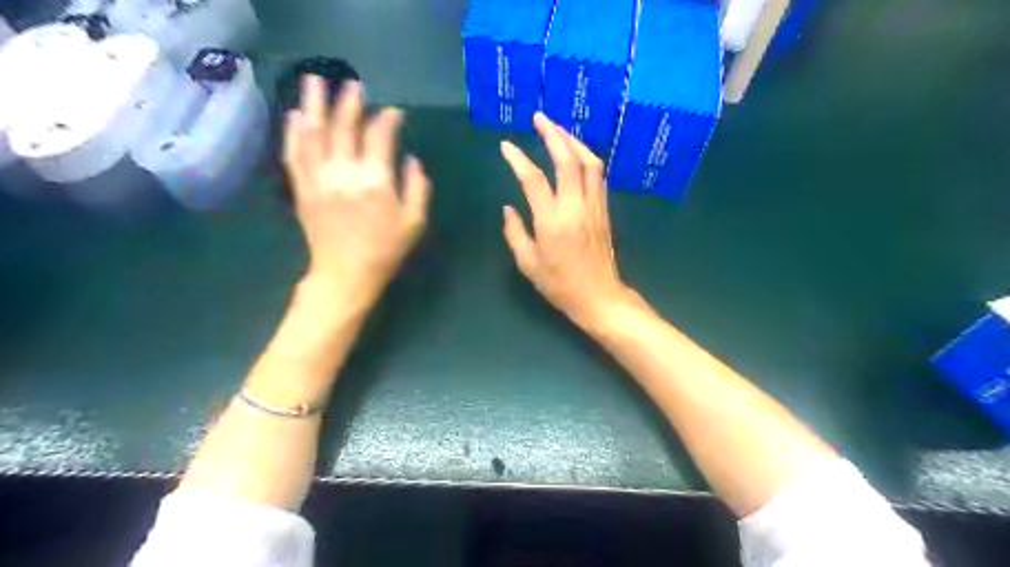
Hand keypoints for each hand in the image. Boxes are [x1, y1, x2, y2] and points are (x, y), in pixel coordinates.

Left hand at [283, 76, 429, 305]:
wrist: (345, 275)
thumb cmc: (385, 250)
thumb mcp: (414, 222)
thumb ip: (417, 187)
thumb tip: (412, 160)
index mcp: (375, 180)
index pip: (379, 137)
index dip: (388, 120)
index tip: (395, 112)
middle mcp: (344, 172)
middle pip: (343, 127)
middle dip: (349, 102)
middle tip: (353, 84)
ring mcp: (318, 179)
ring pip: (313, 134)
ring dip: (313, 105)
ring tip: (313, 80)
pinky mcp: (302, 189)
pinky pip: (294, 155)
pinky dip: (293, 134)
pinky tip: (293, 117)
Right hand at [502, 111, 636, 329]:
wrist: (599, 297)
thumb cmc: (560, 285)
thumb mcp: (528, 264)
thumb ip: (515, 233)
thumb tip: (509, 208)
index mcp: (552, 222)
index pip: (534, 180)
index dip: (518, 159)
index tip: (506, 146)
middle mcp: (576, 207)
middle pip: (569, 160)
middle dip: (554, 134)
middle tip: (539, 118)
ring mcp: (594, 206)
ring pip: (589, 163)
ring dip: (573, 141)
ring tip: (558, 130)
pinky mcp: (604, 210)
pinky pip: (597, 175)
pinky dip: (586, 158)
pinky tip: (576, 154)